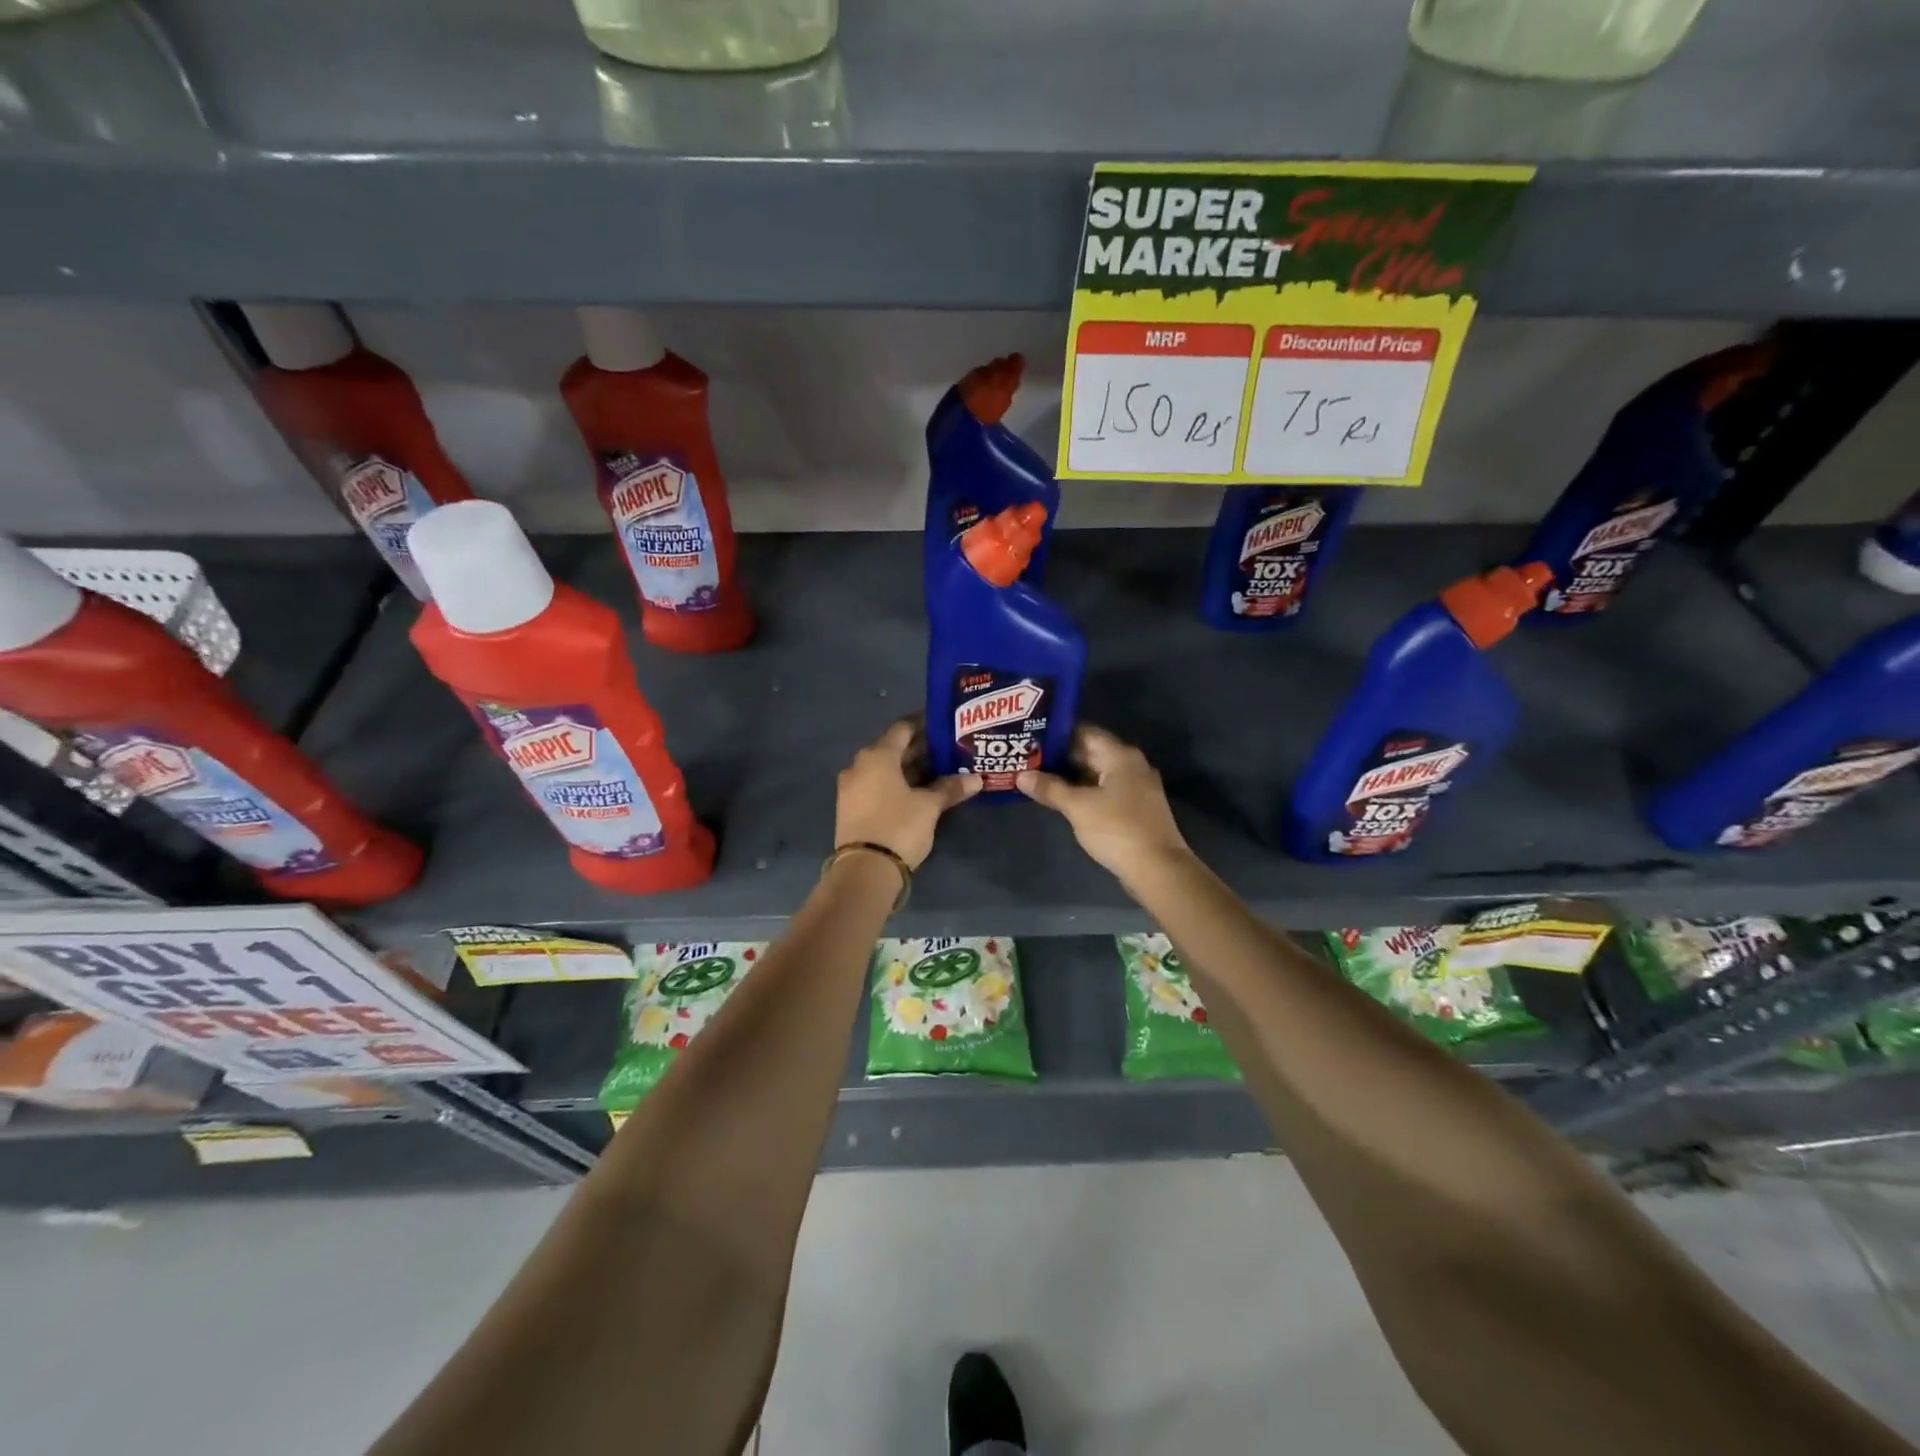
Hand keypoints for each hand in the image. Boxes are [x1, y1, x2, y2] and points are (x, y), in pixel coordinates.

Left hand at [835, 719, 980, 868]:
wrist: (864, 870)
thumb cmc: (899, 826)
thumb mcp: (929, 807)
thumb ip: (950, 788)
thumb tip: (976, 779)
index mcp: (877, 756)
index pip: (903, 728)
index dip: (924, 724)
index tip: (945, 725)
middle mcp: (859, 765)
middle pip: (893, 749)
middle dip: (920, 750)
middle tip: (948, 751)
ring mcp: (851, 788)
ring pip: (885, 769)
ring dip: (909, 769)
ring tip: (938, 772)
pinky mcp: (850, 808)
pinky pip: (876, 785)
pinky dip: (896, 784)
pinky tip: (917, 792)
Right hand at [1017, 725, 1192, 882]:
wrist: (1158, 869)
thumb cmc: (1117, 829)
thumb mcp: (1078, 807)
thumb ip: (1049, 788)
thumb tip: (1021, 776)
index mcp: (1120, 756)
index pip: (1083, 732)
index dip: (1056, 734)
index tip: (1030, 737)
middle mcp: (1130, 765)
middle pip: (1090, 752)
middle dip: (1059, 757)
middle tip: (1027, 758)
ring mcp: (1135, 787)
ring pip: (1096, 773)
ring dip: (1070, 776)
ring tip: (1037, 777)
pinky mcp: (1135, 808)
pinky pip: (1104, 790)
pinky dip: (1083, 791)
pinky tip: (1061, 798)